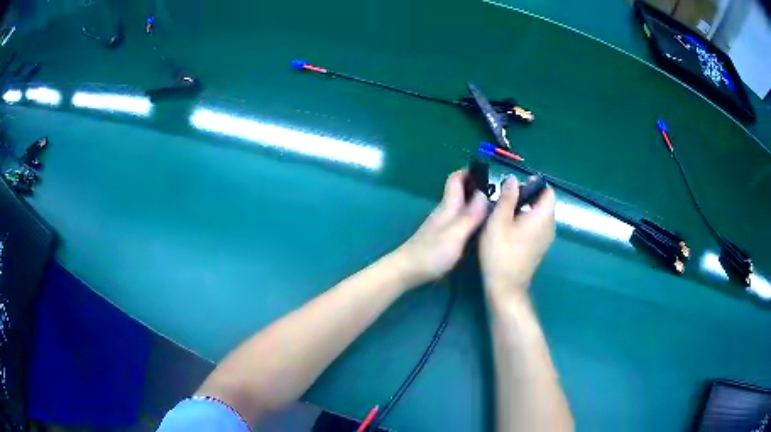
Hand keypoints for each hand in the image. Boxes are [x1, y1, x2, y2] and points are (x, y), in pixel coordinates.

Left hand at [396, 170, 487, 286]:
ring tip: (495, 207)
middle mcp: (445, 211)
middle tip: (500, 191)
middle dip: (477, 186)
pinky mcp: (442, 237)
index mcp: (448, 206)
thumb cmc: (431, 253)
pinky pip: (460, 220)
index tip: (488, 170)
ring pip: (461, 206)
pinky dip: (472, 217)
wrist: (407, 271)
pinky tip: (481, 227)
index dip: (469, 170)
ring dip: (476, 202)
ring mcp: (443, 225)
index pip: (456, 179)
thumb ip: (471, 215)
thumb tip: (485, 193)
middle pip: (460, 191)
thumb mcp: (455, 233)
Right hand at [480, 176, 555, 300]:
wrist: (505, 287)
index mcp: (544, 217)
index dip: (533, 184)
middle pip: (543, 203)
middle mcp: (550, 226)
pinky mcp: (539, 248)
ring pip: (539, 215)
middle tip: (504, 200)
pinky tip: (508, 229)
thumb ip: (507, 197)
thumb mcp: (499, 220)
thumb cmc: (501, 252)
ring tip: (503, 213)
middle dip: (526, 196)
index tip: (514, 187)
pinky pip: (536, 227)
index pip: (548, 191)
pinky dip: (526, 222)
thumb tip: (513, 179)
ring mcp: (546, 239)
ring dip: (524, 210)